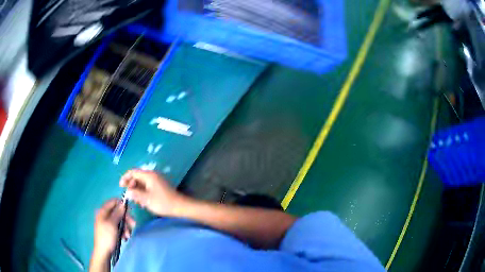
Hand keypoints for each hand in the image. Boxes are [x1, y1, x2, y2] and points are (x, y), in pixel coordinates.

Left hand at [93, 199, 135, 258]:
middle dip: (126, 219)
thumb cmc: (107, 236)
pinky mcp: (111, 230)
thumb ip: (117, 213)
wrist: (104, 251)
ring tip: (127, 235)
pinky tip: (124, 237)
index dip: (122, 205)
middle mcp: (105, 215)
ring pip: (120, 220)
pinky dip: (123, 231)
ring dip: (126, 227)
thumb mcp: (112, 224)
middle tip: (133, 225)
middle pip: (118, 212)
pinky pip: (119, 227)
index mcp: (103, 211)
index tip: (130, 211)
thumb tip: (122, 204)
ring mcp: (108, 223)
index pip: (113, 202)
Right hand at [120, 169, 184, 216]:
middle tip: (129, 195)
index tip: (120, 186)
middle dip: (131, 185)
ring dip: (137, 190)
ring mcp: (156, 181)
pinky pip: (147, 186)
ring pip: (141, 182)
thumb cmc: (162, 202)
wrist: (179, 206)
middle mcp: (152, 175)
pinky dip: (143, 192)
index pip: (133, 172)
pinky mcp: (159, 186)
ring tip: (136, 201)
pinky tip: (142, 202)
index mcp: (149, 176)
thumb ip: (135, 194)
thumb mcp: (146, 199)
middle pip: (137, 177)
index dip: (125, 178)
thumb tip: (127, 192)